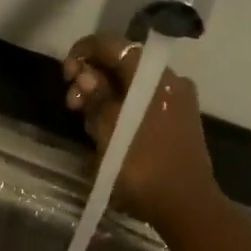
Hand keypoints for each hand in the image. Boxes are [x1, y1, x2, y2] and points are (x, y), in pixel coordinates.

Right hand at [62, 35, 218, 230]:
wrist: (185, 205)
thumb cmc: (141, 165)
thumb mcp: (108, 129)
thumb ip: (95, 97)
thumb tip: (88, 77)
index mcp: (151, 75)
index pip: (113, 46)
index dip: (83, 53)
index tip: (65, 75)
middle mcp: (168, 80)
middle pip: (121, 66)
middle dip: (90, 81)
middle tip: (72, 107)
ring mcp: (176, 102)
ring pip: (130, 88)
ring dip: (103, 100)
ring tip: (88, 128)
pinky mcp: (177, 123)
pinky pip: (142, 105)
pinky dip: (121, 112)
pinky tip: (107, 135)